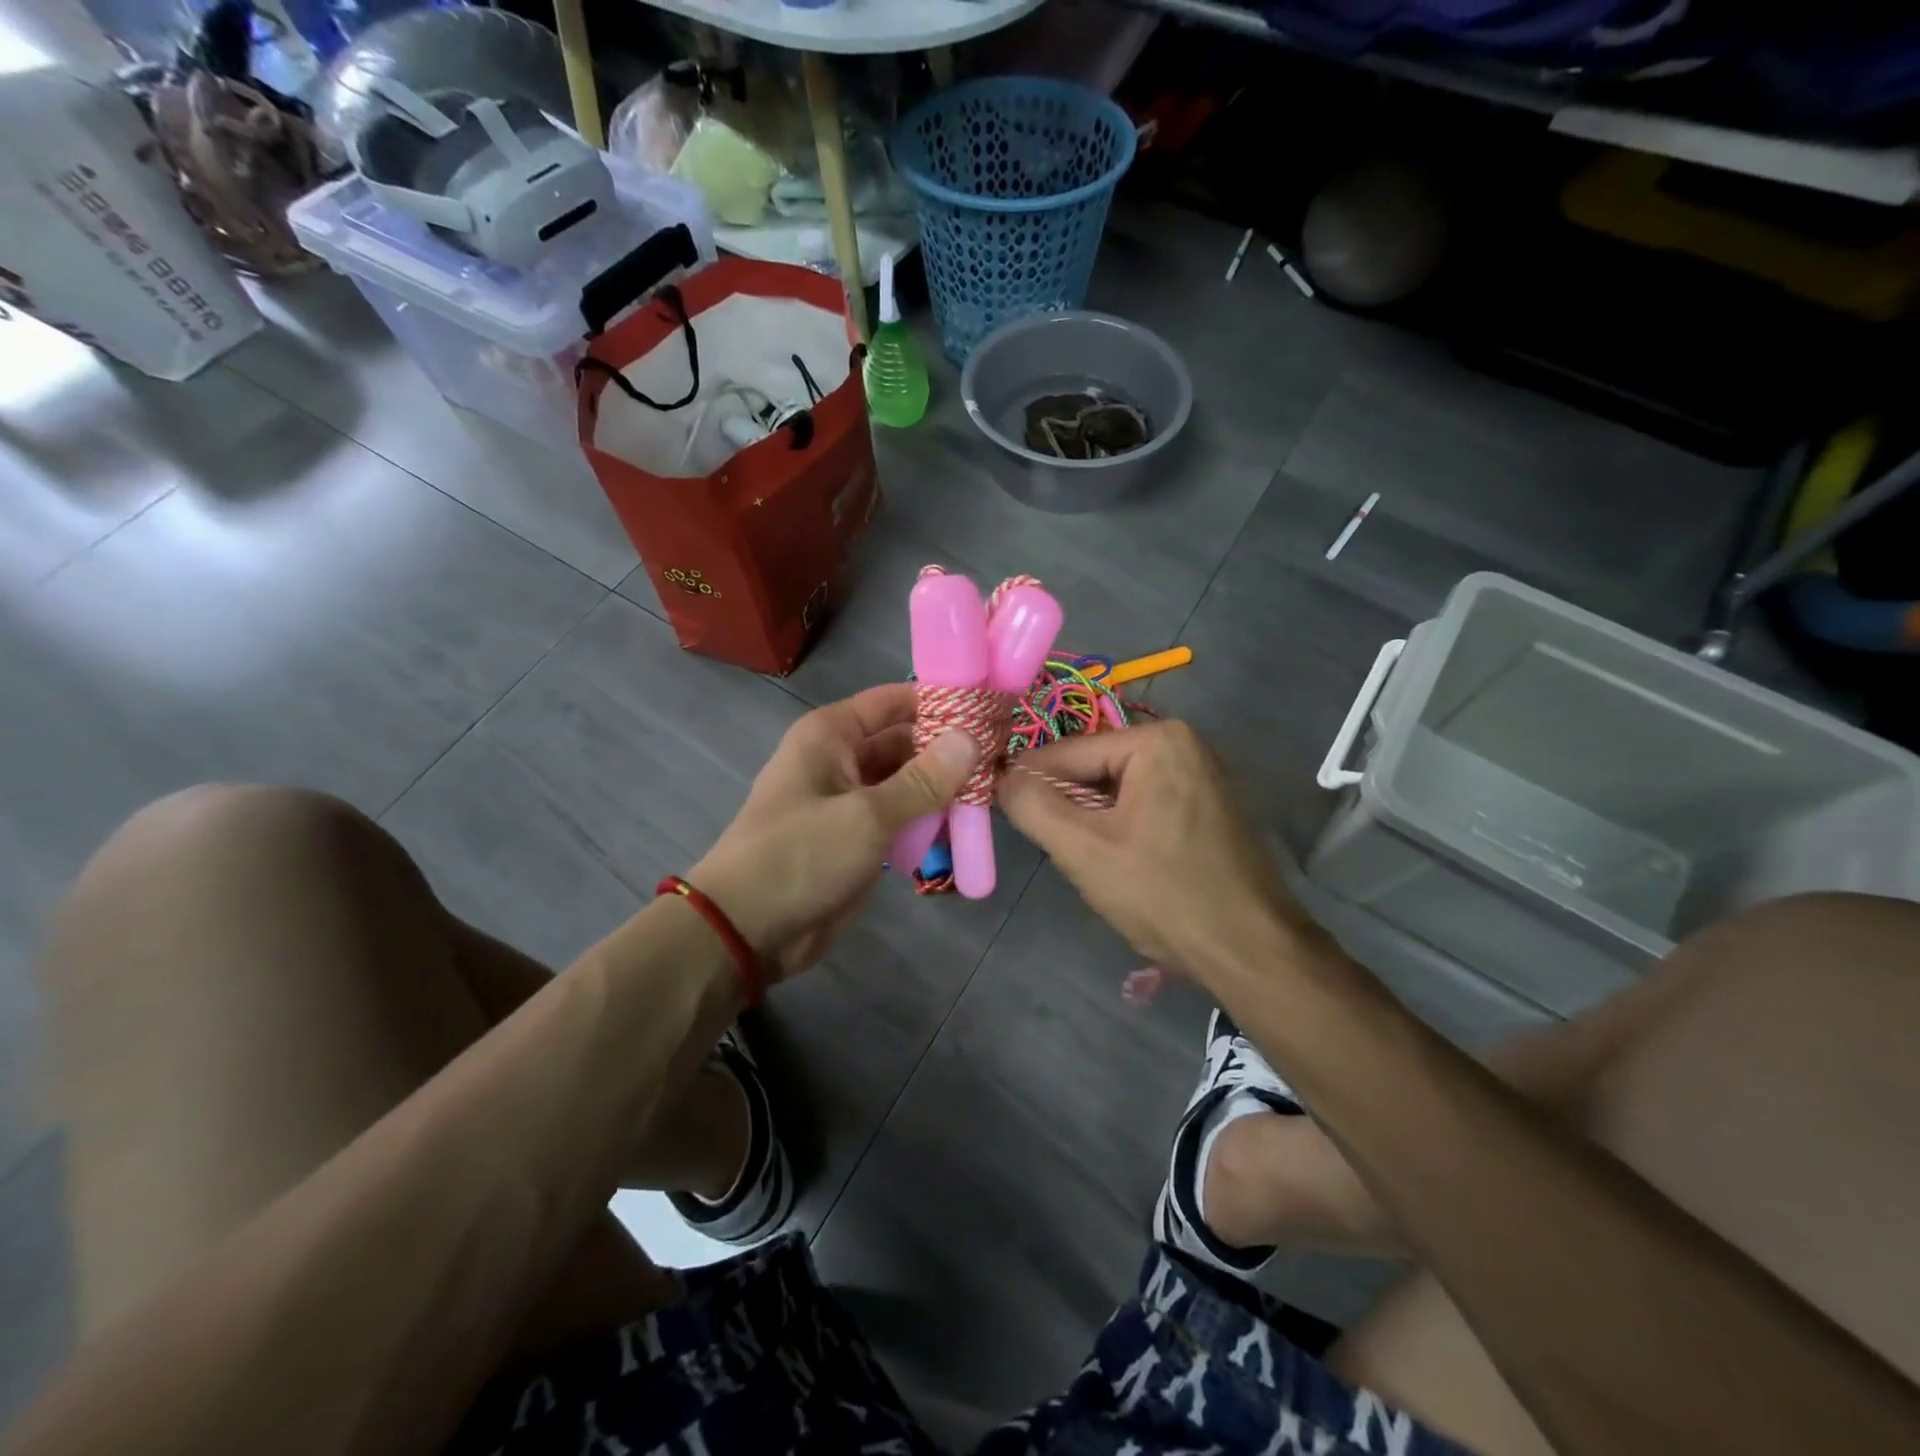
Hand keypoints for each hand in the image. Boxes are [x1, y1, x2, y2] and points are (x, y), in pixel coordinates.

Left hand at [690, 684, 977, 980]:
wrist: (747, 930)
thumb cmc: (800, 856)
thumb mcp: (867, 816)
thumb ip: (924, 780)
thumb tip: (972, 737)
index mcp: (832, 734)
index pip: (895, 701)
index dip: (942, 701)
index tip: (991, 710)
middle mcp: (841, 758)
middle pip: (905, 741)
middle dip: (949, 749)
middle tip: (1004, 756)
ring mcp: (849, 800)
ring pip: (907, 781)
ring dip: (943, 787)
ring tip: (995, 789)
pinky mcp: (858, 837)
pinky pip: (901, 817)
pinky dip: (928, 819)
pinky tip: (966, 826)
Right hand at [996, 721, 1324, 985]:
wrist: (1251, 951)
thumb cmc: (1164, 894)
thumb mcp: (1083, 849)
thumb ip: (1031, 804)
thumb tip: (1001, 775)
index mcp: (1157, 740)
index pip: (1067, 752)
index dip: (1028, 783)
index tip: (1000, 811)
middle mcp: (1184, 744)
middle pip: (1095, 770)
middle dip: (1068, 808)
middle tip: (1056, 850)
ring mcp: (1202, 775)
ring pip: (1118, 791)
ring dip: (1093, 823)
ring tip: (1090, 863)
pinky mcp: (1209, 806)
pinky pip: (1145, 804)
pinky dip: (1123, 828)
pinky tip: (1123, 865)